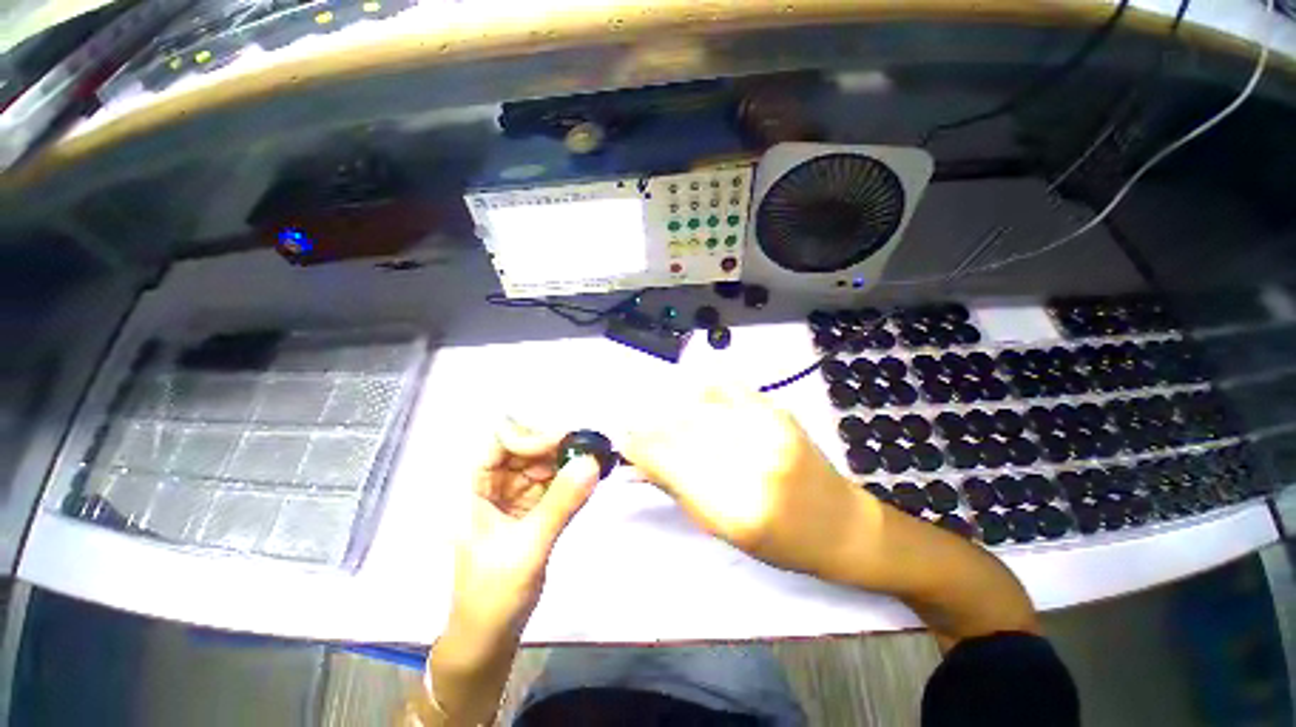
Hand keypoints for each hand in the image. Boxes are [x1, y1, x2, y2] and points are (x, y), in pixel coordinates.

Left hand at [444, 419, 600, 658]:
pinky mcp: (533, 508)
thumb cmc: (493, 595)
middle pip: (526, 447)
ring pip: (543, 463)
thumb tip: (592, 461)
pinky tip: (590, 477)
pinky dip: (571, 477)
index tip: (567, 444)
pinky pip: (553, 482)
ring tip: (596, 460)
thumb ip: (560, 503)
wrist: (490, 637)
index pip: (501, 441)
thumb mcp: (528, 548)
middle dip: (556, 446)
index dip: (531, 437)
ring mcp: (515, 496)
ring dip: (568, 459)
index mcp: (476, 488)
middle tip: (590, 449)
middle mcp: (495, 484)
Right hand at [621, 388, 874, 579]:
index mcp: (737, 506)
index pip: (670, 462)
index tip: (622, 440)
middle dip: (650, 426)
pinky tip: (695, 400)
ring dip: (672, 409)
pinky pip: (727, 388)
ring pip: (699, 405)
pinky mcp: (779, 410)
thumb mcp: (723, 530)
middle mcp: (753, 461)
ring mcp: (770, 429)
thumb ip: (678, 489)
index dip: (639, 446)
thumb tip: (638, 463)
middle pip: (681, 429)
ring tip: (662, 416)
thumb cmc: (781, 543)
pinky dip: (703, 391)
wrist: (841, 524)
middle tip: (634, 425)